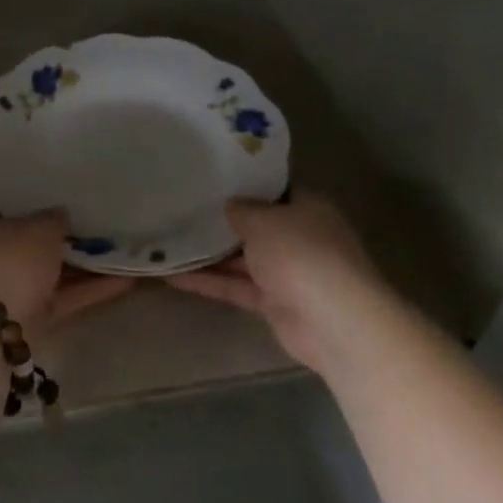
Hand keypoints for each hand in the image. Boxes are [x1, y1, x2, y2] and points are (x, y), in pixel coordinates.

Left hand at [0, 196, 133, 337]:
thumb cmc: (7, 262)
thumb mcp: (40, 229)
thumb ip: (54, 218)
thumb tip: (59, 214)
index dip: (21, 191)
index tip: (50, 186)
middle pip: (22, 235)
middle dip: (54, 231)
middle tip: (91, 217)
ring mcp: (2, 286)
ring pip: (43, 269)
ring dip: (77, 263)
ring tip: (117, 247)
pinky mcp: (22, 317)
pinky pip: (57, 297)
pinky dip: (86, 290)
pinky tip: (125, 280)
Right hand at [167, 191, 394, 374]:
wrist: (334, 321)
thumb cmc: (301, 253)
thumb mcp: (263, 219)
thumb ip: (241, 210)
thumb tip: (230, 205)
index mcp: (306, 207)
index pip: (272, 191)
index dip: (243, 185)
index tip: (209, 180)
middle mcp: (298, 236)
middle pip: (255, 225)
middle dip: (221, 221)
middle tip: (181, 209)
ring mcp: (287, 272)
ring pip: (242, 258)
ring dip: (208, 254)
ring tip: (167, 242)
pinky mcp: (274, 303)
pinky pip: (236, 286)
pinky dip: (208, 282)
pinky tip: (172, 277)